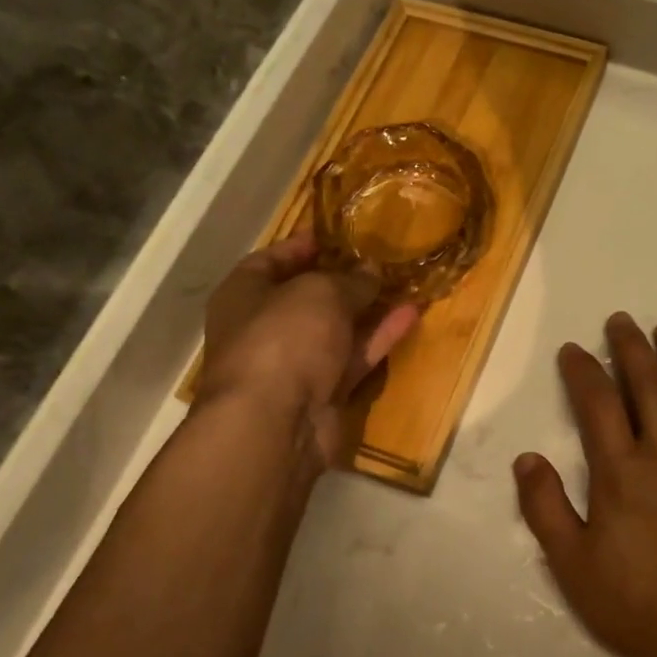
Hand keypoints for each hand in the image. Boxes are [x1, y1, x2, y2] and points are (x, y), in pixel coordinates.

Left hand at [196, 232, 416, 473]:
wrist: (276, 422)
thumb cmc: (284, 338)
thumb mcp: (321, 292)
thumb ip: (351, 279)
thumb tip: (371, 271)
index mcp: (245, 294)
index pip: (273, 259)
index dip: (306, 244)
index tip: (342, 233)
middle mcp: (266, 327)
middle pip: (309, 296)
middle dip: (345, 278)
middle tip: (383, 258)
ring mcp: (296, 362)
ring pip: (338, 328)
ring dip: (370, 308)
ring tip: (406, 282)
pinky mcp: (324, 391)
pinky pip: (355, 356)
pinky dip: (380, 337)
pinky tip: (411, 314)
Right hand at [513, 313, 656, 656]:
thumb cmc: (632, 601)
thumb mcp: (571, 562)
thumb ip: (546, 507)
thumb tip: (527, 457)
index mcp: (621, 471)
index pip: (597, 404)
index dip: (583, 371)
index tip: (574, 349)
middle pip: (647, 386)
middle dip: (631, 348)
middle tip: (621, 320)